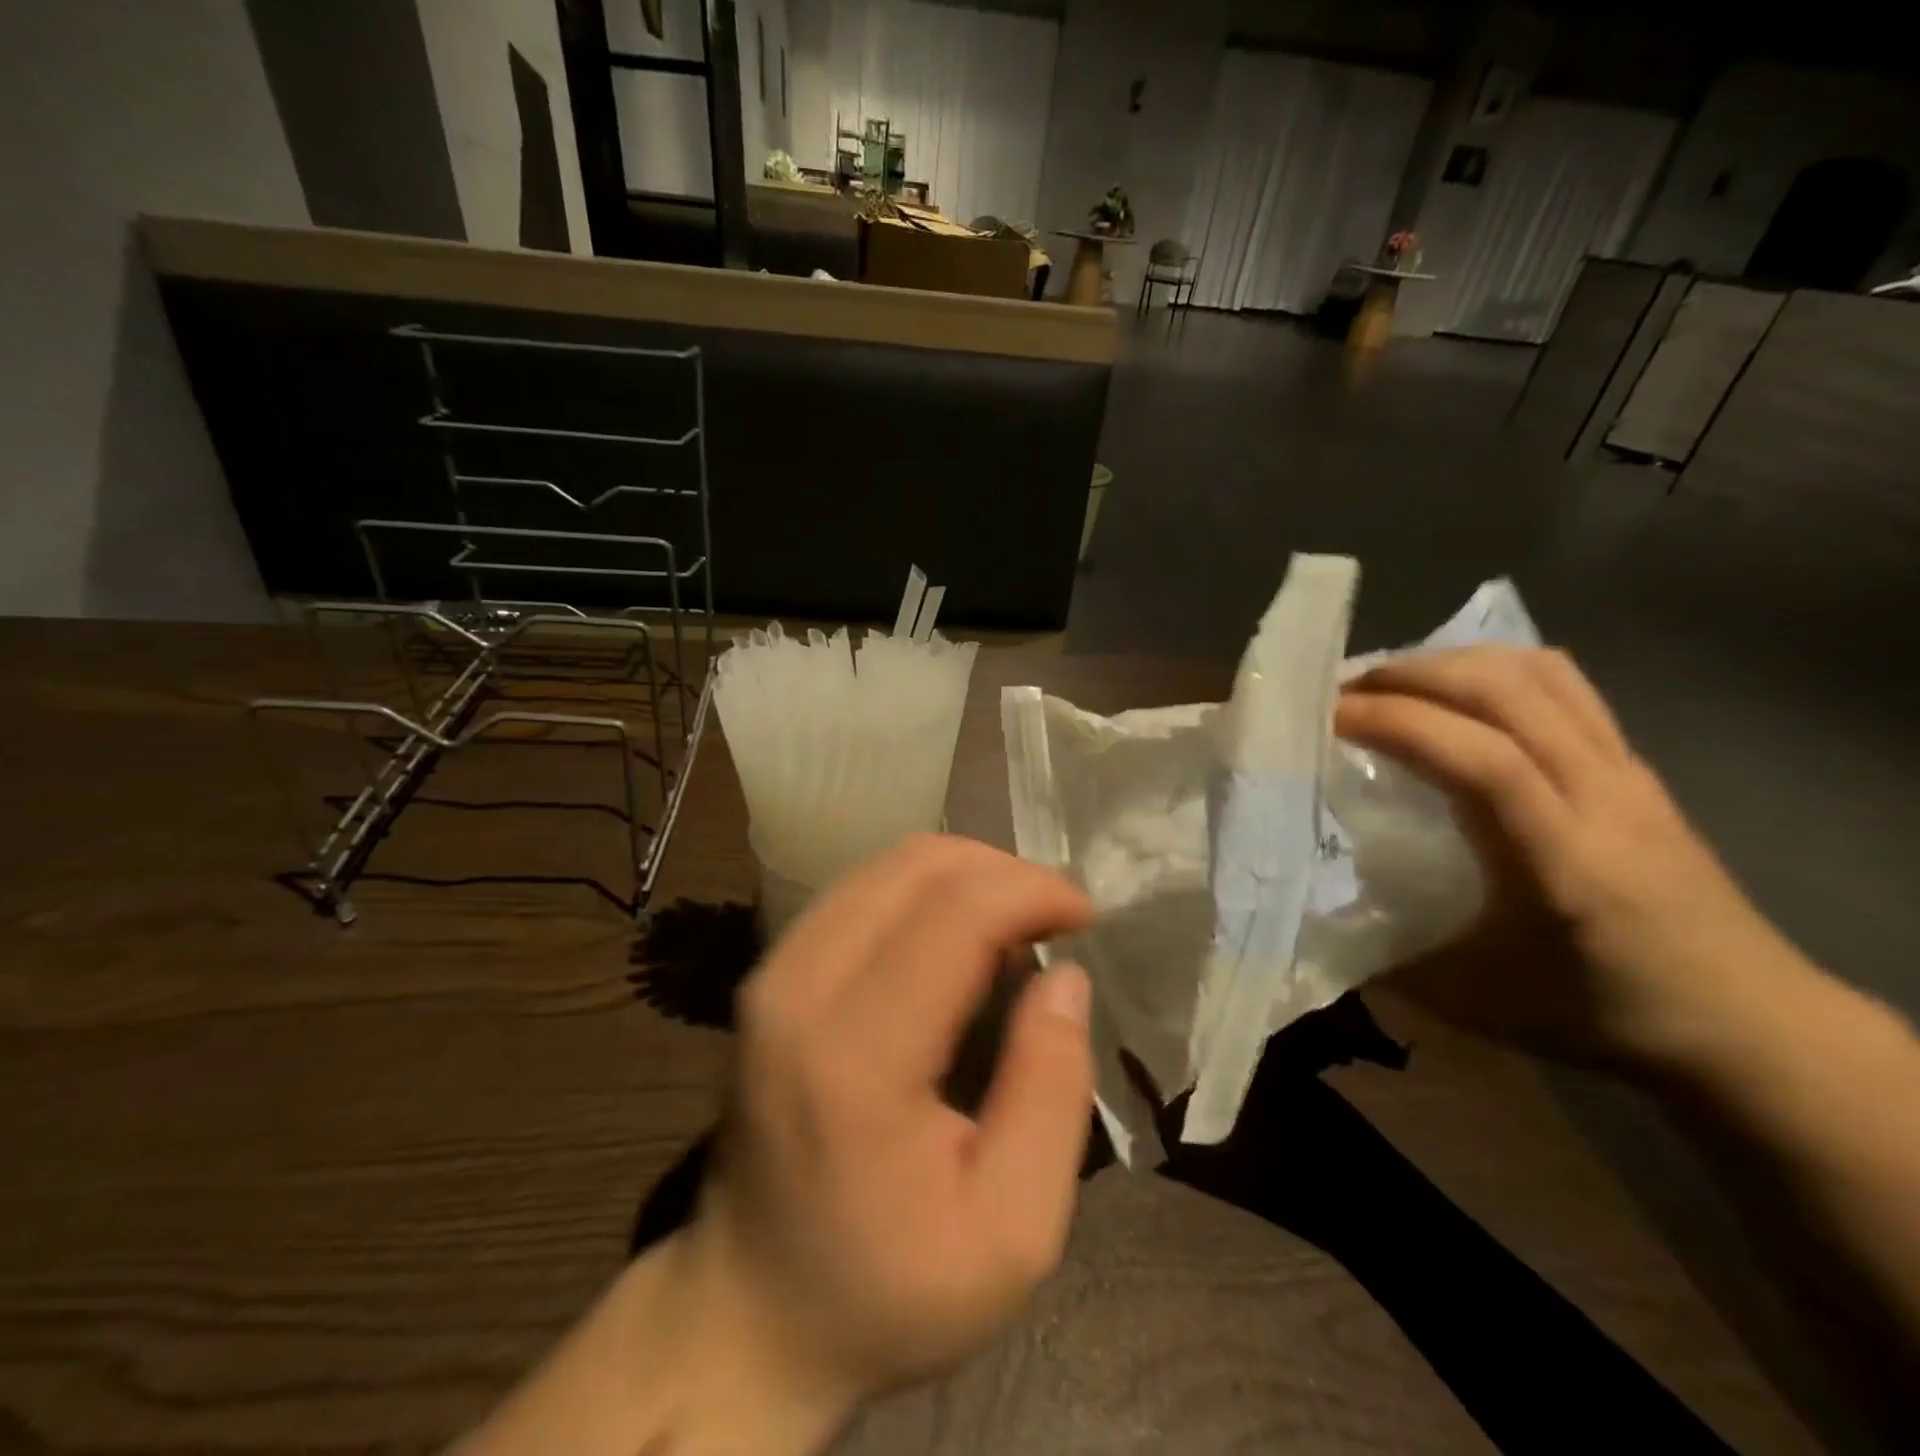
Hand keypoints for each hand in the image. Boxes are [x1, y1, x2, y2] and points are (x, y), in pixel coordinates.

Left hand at [683, 834, 1095, 1435]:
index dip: (1032, 891)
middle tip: (1055, 916)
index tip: (1087, 914)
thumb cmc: (888, 1288)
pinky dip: (923, 891)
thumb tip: (1065, 976)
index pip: (955, 914)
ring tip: (1015, 922)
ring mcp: (774, 972)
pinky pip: (859, 891)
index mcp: (857, 1054)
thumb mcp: (1011, 1230)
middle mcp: (801, 987)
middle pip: (916, 865)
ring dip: (965, 874)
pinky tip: (957, 935)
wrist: (750, 1312)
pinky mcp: (770, 973)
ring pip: (885, 865)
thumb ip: (1052, 1091)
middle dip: (1003, 870)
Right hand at [1335, 647, 1806, 1071]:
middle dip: (1411, 677)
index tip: (1326, 718)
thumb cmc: (1603, 1016)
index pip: (1481, 759)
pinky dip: (1494, 669)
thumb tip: (1312, 915)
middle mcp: (1602, 796)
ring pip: (1538, 674)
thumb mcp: (1474, 1004)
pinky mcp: (1634, 764)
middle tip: (1341, 693)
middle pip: (1507, 693)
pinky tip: (1454, 693)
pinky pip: (1563, 685)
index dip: (1398, 723)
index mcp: (1562, 861)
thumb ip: (1383, 957)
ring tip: (1389, 684)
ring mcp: (1626, 772)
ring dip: (1451, 664)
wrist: (1752, 1023)